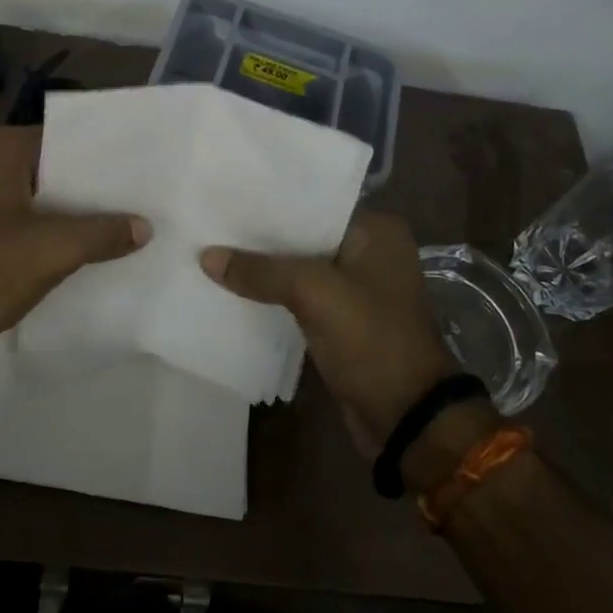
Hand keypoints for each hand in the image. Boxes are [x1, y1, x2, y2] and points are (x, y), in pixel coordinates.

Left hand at [0, 125, 148, 350]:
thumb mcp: (53, 249)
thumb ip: (103, 233)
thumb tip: (145, 226)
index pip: (64, 139)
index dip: (103, 157)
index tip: (139, 171)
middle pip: (49, 170)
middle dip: (88, 189)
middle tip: (136, 201)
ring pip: (32, 199)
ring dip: (66, 214)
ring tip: (116, 227)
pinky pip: (14, 223)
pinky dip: (41, 234)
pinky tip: (73, 253)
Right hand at [201, 211, 474, 459]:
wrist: (405, 417)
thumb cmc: (370, 340)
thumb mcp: (314, 294)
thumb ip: (261, 271)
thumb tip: (206, 256)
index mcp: (377, 231)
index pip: (315, 203)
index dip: (272, 201)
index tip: (228, 195)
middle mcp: (370, 252)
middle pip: (305, 235)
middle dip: (262, 234)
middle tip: (213, 221)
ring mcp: (357, 288)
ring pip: (300, 266)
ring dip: (265, 266)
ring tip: (215, 249)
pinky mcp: (343, 319)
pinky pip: (301, 295)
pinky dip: (273, 292)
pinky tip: (235, 286)